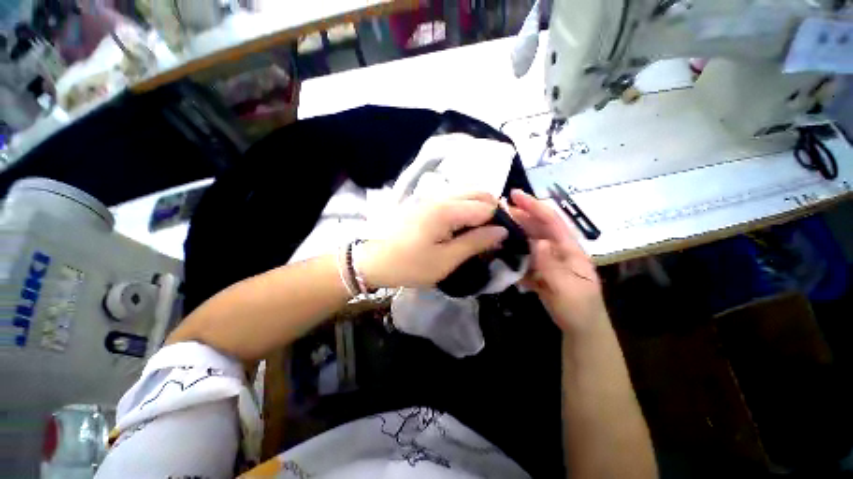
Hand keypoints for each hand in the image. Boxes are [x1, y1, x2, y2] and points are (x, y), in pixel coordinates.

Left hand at [358, 193, 508, 287]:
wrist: (374, 260)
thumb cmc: (410, 265)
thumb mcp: (446, 261)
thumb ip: (475, 243)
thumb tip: (502, 231)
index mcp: (448, 210)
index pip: (487, 206)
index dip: (500, 220)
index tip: (501, 239)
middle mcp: (441, 196)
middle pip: (478, 192)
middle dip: (492, 209)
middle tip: (491, 234)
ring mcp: (431, 196)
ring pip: (466, 192)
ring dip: (478, 206)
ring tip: (478, 230)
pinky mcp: (425, 201)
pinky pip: (453, 196)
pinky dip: (465, 206)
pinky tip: (461, 224)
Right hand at [507, 190, 607, 333]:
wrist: (579, 328)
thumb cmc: (579, 308)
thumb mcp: (568, 288)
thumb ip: (551, 265)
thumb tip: (538, 242)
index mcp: (569, 249)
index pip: (552, 221)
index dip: (534, 206)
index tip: (514, 195)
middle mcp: (556, 249)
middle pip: (536, 227)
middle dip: (519, 216)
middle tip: (496, 211)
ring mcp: (545, 259)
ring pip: (527, 240)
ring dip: (512, 233)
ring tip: (493, 228)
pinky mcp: (537, 270)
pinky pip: (522, 256)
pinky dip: (511, 251)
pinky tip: (497, 250)